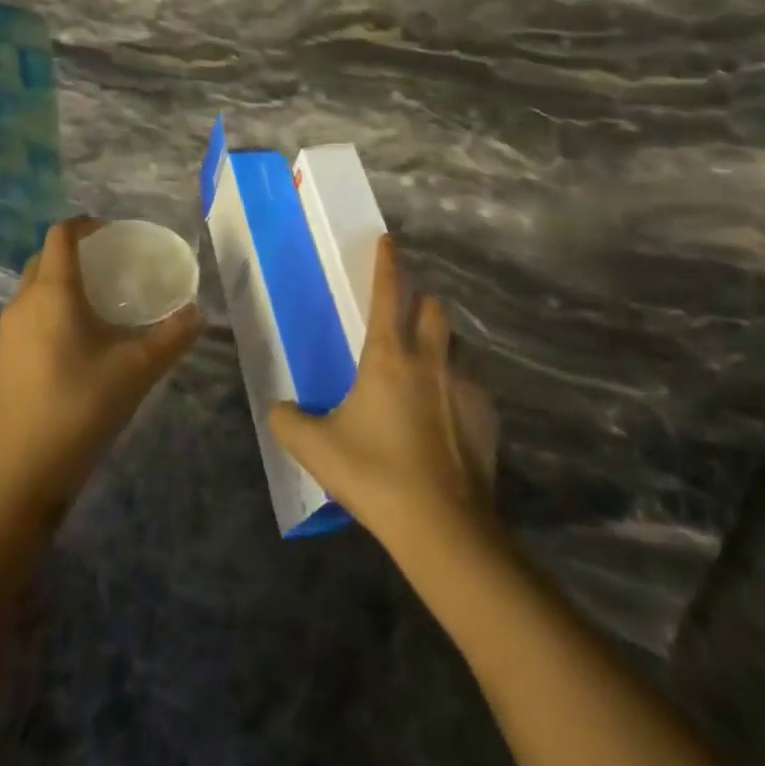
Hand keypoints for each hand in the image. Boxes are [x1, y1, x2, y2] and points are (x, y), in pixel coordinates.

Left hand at [0, 218, 200, 518]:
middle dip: (73, 255)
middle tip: (109, 268)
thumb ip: (172, 337)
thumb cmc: (81, 408)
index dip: (85, 225)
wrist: (21, 474)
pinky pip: (23, 322)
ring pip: (30, 293)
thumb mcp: (137, 370)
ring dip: (58, 287)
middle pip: (42, 261)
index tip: (112, 233)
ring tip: (93, 308)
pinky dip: (45, 316)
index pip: (60, 236)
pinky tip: (69, 349)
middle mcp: (22, 304)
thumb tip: (199, 313)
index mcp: (52, 294)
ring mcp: (3, 335)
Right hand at [269, 236, 498, 544]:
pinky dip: (459, 383)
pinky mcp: (488, 413)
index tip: (388, 240)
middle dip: (421, 302)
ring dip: (442, 344)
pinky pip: (473, 381)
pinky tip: (447, 412)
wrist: (443, 526)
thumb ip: (289, 422)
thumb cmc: (376, 473)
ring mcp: (465, 384)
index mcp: (389, 354)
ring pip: (457, 343)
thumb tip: (277, 409)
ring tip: (427, 368)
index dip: (387, 262)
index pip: (389, 292)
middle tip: (406, 320)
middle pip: (434, 306)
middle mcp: (431, 358)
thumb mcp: (317, 449)